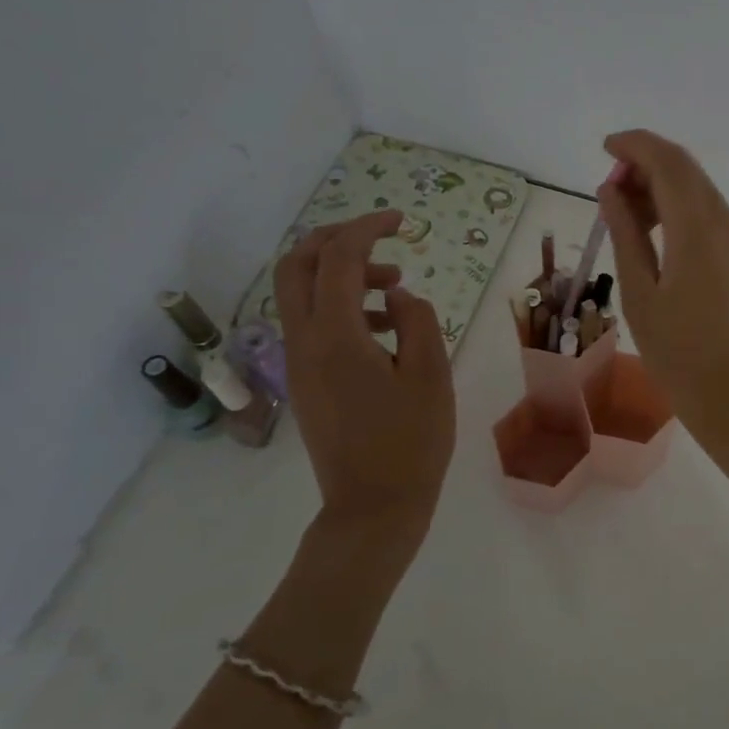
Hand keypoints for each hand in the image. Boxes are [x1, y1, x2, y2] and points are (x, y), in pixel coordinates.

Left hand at [272, 210, 455, 554]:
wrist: (373, 507)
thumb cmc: (411, 442)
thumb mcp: (431, 374)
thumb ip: (417, 320)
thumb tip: (397, 295)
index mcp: (336, 336)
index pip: (340, 259)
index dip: (368, 228)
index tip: (402, 221)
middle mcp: (304, 341)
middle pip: (297, 265)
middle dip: (335, 239)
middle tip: (380, 238)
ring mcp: (298, 362)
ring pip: (301, 293)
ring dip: (342, 274)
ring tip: (396, 286)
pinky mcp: (304, 380)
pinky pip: (311, 323)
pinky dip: (341, 306)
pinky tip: (384, 327)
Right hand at [597, 130, 728, 455]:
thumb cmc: (682, 356)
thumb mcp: (642, 296)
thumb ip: (626, 235)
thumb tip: (611, 191)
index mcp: (699, 229)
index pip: (668, 162)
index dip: (635, 145)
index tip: (605, 147)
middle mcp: (728, 224)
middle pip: (687, 173)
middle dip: (647, 167)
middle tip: (609, 190)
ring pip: (701, 195)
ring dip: (664, 191)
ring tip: (626, 217)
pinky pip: (712, 219)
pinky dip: (682, 214)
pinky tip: (658, 239)